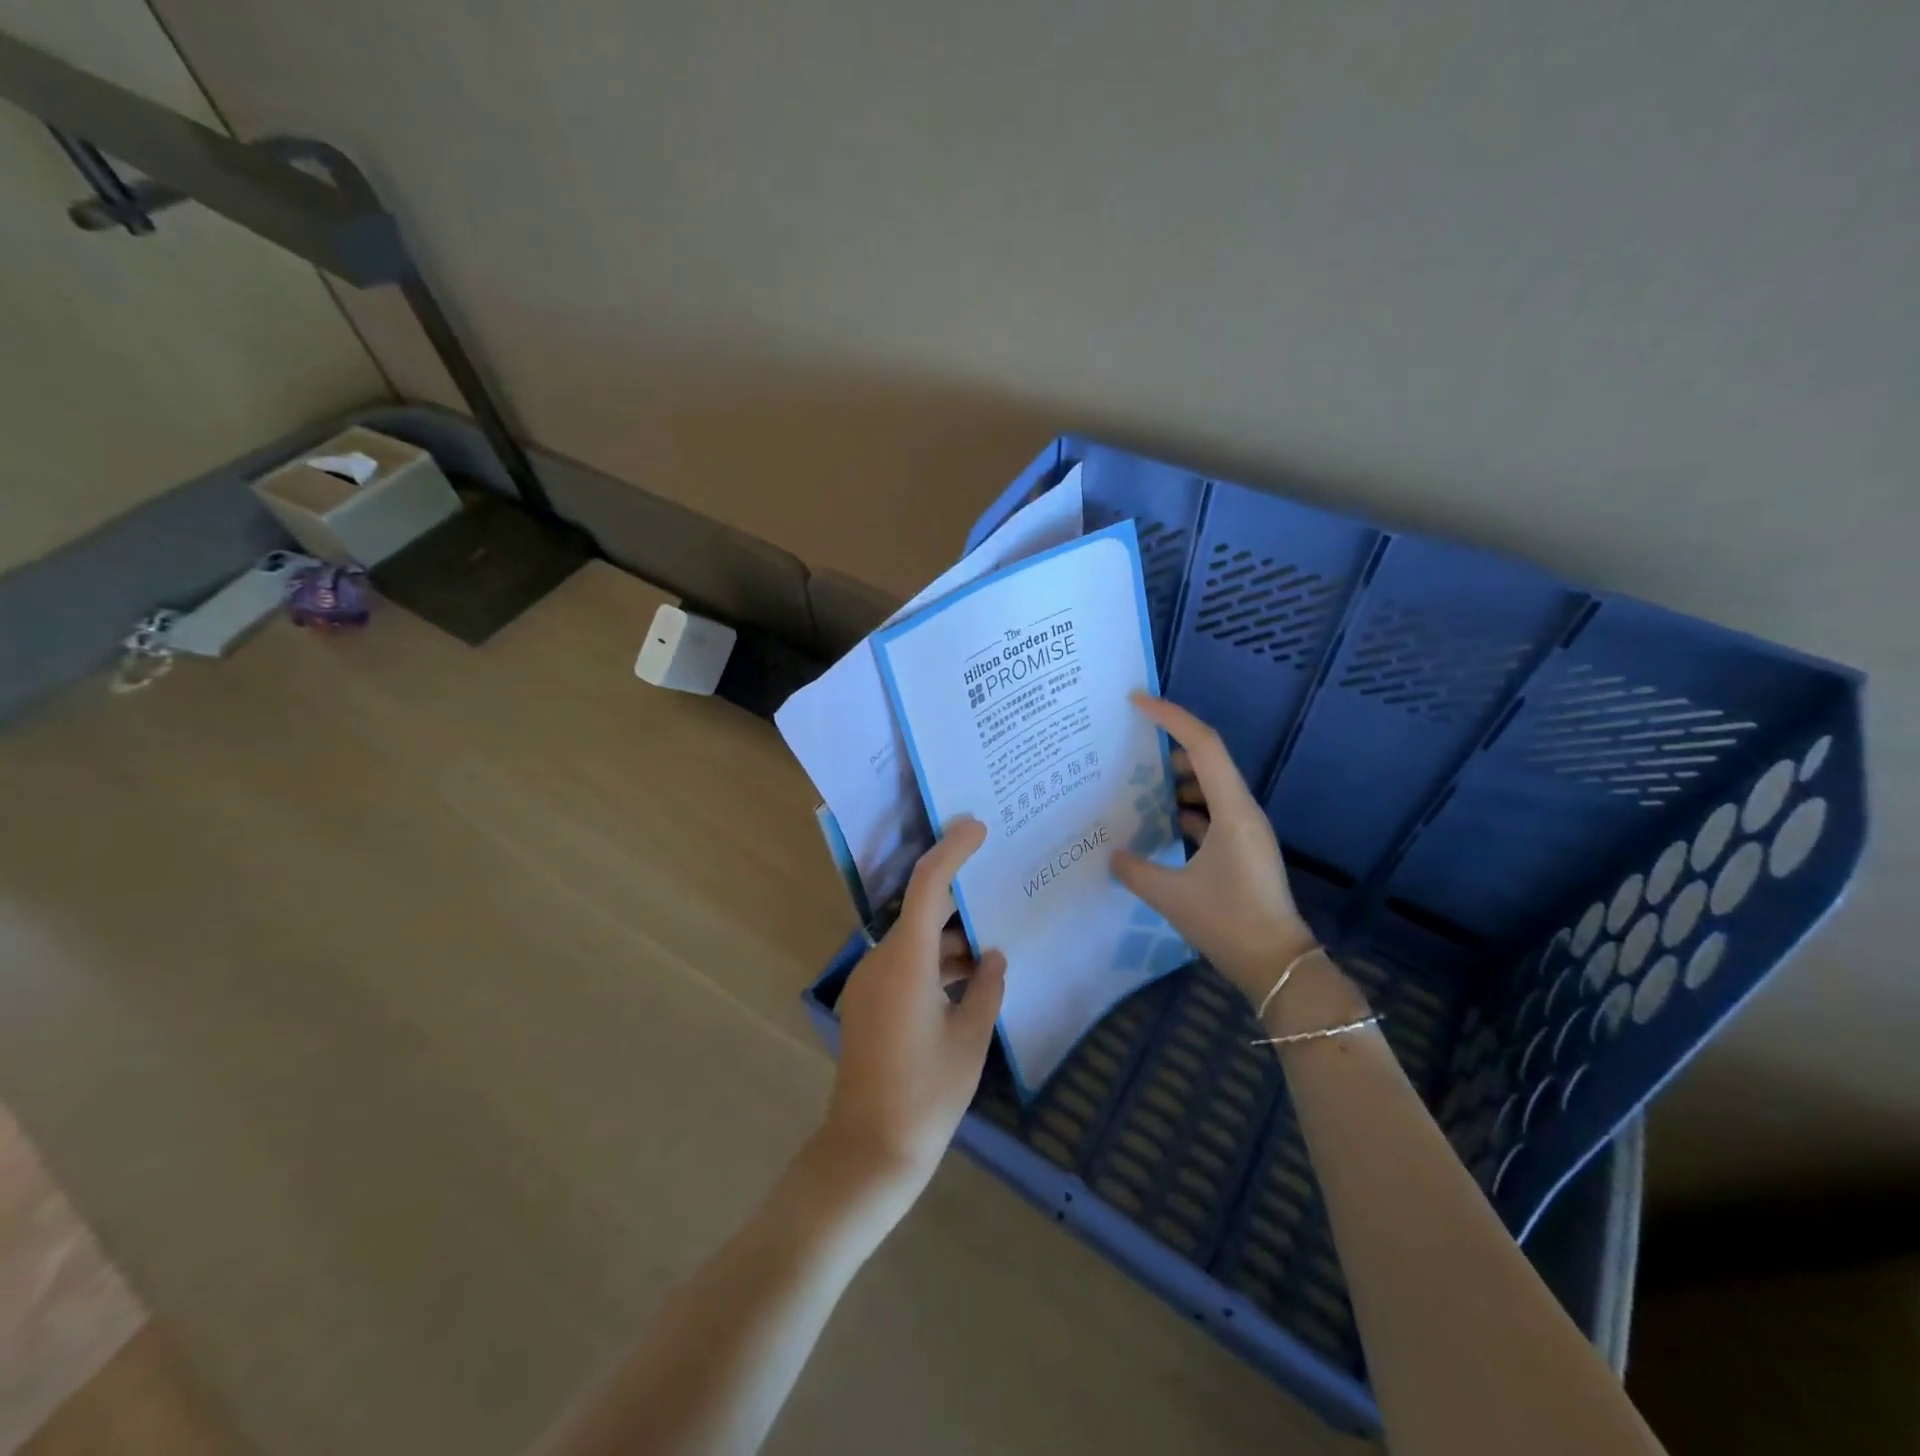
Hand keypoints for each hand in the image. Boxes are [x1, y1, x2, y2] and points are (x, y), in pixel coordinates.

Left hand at [822, 817, 1006, 1208]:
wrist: (868, 1152)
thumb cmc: (926, 1095)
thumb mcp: (970, 1040)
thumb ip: (986, 989)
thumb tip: (993, 958)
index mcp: (906, 962)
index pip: (927, 885)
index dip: (951, 850)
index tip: (977, 827)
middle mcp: (880, 962)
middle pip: (920, 911)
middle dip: (958, 898)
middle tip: (997, 886)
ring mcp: (868, 983)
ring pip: (913, 941)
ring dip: (948, 940)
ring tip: (992, 947)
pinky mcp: (866, 1004)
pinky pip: (903, 965)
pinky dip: (933, 963)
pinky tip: (966, 980)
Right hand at [1111, 694, 1317, 1004]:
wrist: (1278, 965)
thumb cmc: (1228, 922)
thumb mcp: (1171, 896)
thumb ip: (1136, 870)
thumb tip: (1112, 855)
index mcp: (1232, 810)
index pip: (1203, 745)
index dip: (1171, 717)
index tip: (1137, 702)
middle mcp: (1243, 811)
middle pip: (1207, 760)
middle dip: (1169, 748)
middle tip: (1130, 747)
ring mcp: (1245, 830)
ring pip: (1209, 788)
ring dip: (1177, 782)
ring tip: (1138, 786)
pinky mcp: (1243, 850)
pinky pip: (1212, 813)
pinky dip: (1186, 810)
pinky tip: (1159, 824)